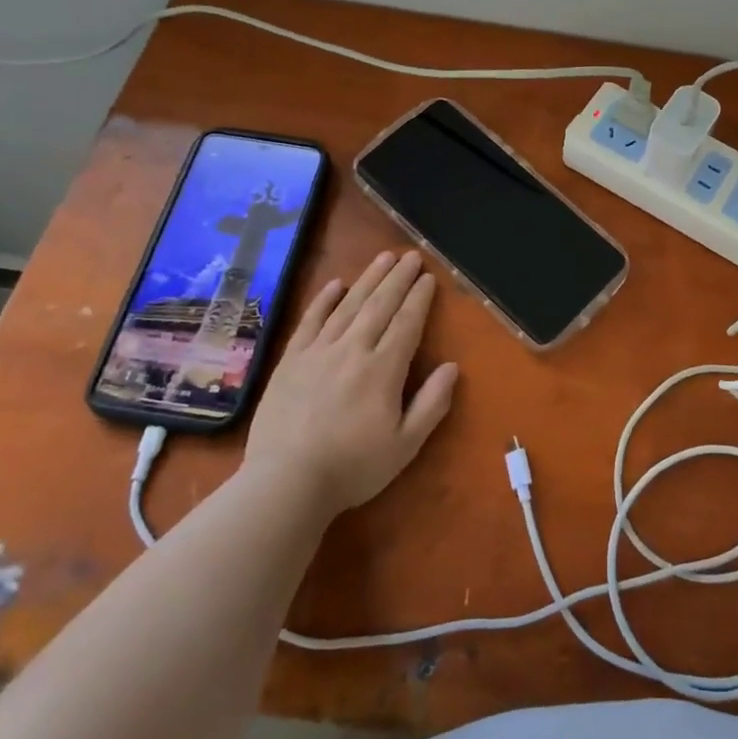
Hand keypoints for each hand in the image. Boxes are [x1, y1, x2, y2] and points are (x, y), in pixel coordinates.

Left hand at [244, 251, 458, 516]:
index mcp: (383, 369)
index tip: (428, 278)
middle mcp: (352, 350)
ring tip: (383, 257)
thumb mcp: (405, 445)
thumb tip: (452, 367)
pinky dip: (323, 300)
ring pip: (348, 306)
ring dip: (368, 279)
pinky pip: (310, 321)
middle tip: (411, 256)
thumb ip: (432, 404)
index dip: (419, 299)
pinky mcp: (290, 361)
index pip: (406, 323)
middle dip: (398, 278)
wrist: (285, 482)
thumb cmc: (352, 467)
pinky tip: (335, 284)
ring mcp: (318, 352)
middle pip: (380, 305)